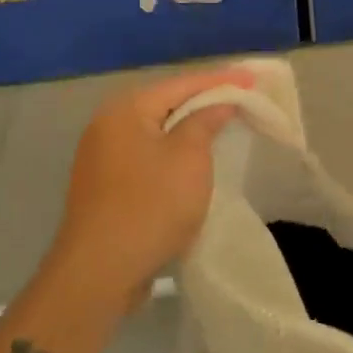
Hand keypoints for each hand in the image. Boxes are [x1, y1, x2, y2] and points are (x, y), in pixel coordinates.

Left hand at [44, 66, 254, 310]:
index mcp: (126, 110)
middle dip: (204, 101)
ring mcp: (101, 157)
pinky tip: (192, 160)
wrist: (99, 273)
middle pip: (166, 104)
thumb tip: (218, 103)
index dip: (221, 80)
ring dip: (188, 129)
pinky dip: (172, 152)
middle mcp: (108, 125)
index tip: (254, 79)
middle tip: (241, 99)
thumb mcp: (189, 158)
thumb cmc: (150, 206)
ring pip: (156, 131)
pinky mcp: (104, 186)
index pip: (182, 84)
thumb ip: (205, 121)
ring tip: (223, 126)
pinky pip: (147, 155)